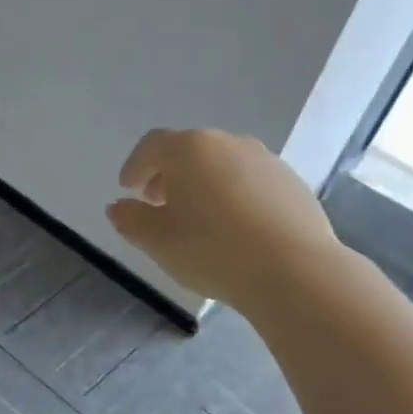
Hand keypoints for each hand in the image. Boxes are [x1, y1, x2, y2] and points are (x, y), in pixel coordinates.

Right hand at [106, 128, 340, 306]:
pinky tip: (233, 228)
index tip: (128, 189)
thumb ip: (130, 219)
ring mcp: (266, 160)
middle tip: (158, 203)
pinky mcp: (292, 183)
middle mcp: (228, 143)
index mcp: (189, 149)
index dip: (135, 166)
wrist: (293, 270)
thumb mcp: (156, 240)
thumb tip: (118, 206)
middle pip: (189, 151)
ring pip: (222, 165)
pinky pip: (250, 182)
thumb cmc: (211, 250)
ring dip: (203, 184)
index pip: (152, 146)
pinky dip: (233, 196)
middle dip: (169, 174)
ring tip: (197, 218)